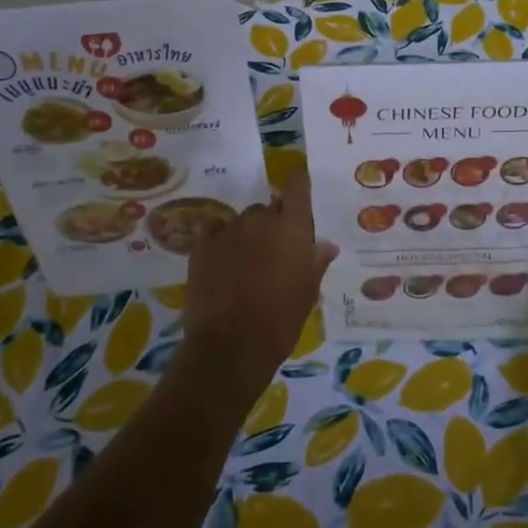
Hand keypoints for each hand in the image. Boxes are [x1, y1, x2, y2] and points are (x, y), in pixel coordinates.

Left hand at [181, 168, 336, 394]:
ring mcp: (228, 230)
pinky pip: (216, 232)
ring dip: (249, 234)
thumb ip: (316, 261)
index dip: (299, 182)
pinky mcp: (202, 246)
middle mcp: (260, 219)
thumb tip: (326, 245)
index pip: (297, 184)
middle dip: (275, 223)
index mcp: (292, 226)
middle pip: (270, 207)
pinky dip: (222, 242)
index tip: (300, 187)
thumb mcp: (308, 292)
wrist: (231, 345)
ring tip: (247, 264)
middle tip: (276, 252)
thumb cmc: (281, 319)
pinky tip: (224, 265)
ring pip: (243, 221)